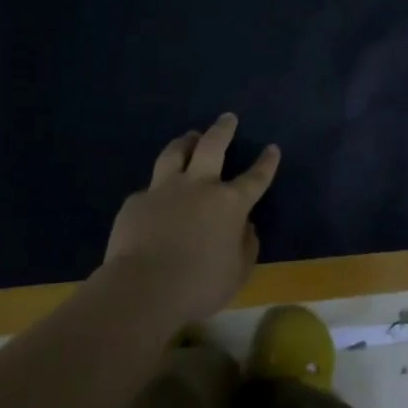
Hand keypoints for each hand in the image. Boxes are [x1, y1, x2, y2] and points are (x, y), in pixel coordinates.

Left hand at [102, 113, 279, 323]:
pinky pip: (149, 189)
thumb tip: (246, 227)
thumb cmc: (198, 286)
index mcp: (230, 203)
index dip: (266, 162)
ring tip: (189, 136)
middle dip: (223, 129)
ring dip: (185, 142)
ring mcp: (164, 190)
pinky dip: (156, 189)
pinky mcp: (136, 202)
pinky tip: (154, 197)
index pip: (255, 177)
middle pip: (212, 146)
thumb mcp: (237, 273)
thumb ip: (246, 246)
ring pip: (175, 153)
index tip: (272, 148)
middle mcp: (199, 186)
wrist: (142, 289)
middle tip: (227, 118)